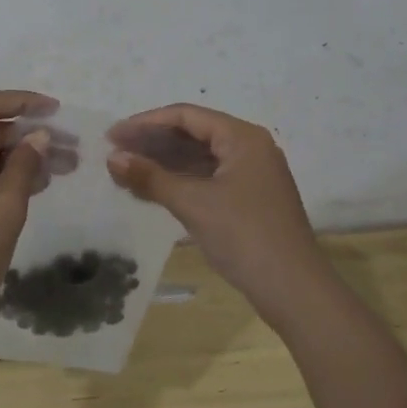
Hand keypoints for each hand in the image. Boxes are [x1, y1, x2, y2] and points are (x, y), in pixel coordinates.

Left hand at [0, 90, 57, 351]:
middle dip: (28, 136)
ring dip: (21, 159)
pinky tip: (40, 184)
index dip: (20, 103)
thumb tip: (40, 137)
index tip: (56, 110)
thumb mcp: (2, 212)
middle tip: (72, 147)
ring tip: (65, 166)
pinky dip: (6, 179)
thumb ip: (23, 167)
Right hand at [106, 104, 326, 319]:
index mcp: (242, 138)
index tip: (113, 135)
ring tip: (125, 171)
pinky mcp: (248, 200)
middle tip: (114, 152)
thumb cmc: (244, 236)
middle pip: (193, 134)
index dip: (146, 123)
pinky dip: (179, 182)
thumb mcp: (193, 203)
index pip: (186, 116)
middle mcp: (249, 148)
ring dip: (163, 164)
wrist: (294, 290)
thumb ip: (150, 177)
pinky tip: (150, 190)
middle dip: (152, 143)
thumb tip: (113, 158)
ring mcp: (251, 175)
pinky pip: (207, 179)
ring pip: (199, 158)